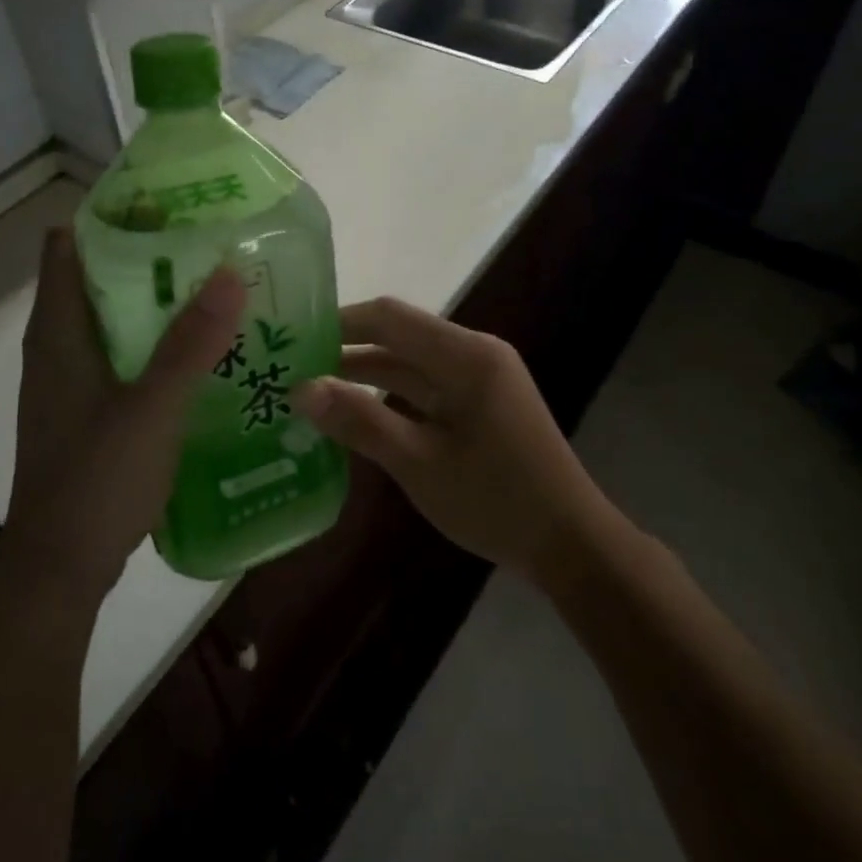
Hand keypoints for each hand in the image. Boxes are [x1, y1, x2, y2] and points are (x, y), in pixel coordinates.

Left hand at [4, 227, 245, 606]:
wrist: (59, 568)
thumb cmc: (95, 481)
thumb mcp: (151, 408)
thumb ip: (191, 343)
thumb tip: (231, 271)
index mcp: (58, 331)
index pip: (68, 245)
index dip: (111, 217)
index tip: (168, 207)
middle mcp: (59, 346)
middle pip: (98, 278)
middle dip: (151, 258)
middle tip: (212, 247)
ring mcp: (73, 380)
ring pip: (116, 320)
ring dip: (159, 303)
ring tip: (219, 292)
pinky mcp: (90, 409)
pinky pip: (125, 356)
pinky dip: (158, 344)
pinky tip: (204, 354)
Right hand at [290, 298, 605, 581]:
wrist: (570, 544)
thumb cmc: (496, 500)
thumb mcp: (419, 463)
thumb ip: (360, 421)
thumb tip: (300, 389)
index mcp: (465, 356)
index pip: (390, 317)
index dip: (339, 323)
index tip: (292, 339)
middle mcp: (474, 354)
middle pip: (399, 336)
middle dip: (346, 349)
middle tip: (291, 367)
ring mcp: (481, 379)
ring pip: (411, 363)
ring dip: (366, 374)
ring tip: (311, 391)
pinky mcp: (482, 403)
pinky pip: (427, 387)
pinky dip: (391, 396)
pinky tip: (356, 415)